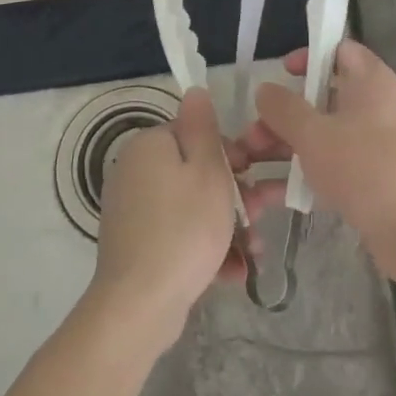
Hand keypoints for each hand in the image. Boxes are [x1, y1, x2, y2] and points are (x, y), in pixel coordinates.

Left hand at [90, 88, 274, 352]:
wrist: (140, 305)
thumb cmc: (184, 229)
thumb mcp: (208, 171)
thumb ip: (204, 128)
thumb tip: (194, 90)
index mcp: (150, 145)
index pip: (196, 134)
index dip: (231, 152)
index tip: (254, 175)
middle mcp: (135, 171)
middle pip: (196, 172)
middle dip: (235, 195)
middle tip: (262, 215)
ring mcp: (133, 210)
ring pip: (191, 207)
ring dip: (227, 226)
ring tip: (254, 252)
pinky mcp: (136, 244)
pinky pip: (177, 234)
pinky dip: (204, 248)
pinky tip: (231, 272)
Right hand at [242, 40, 395, 285]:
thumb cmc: (367, 167)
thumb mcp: (315, 134)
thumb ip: (284, 109)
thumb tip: (264, 90)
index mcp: (370, 81)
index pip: (339, 50)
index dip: (310, 54)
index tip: (281, 72)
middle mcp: (375, 107)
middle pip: (323, 98)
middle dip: (283, 115)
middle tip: (252, 134)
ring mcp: (376, 144)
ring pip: (323, 135)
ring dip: (286, 147)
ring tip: (249, 165)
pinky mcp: (373, 179)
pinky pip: (332, 167)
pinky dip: (304, 175)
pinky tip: (271, 195)